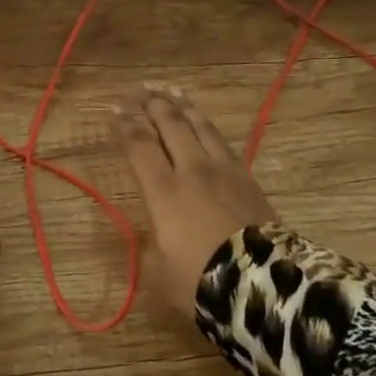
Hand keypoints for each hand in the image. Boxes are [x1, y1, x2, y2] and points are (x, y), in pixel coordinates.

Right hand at [111, 84, 278, 316]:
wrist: (262, 285)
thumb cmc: (201, 281)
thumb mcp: (158, 272)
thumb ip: (150, 245)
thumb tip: (155, 232)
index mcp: (164, 191)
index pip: (140, 146)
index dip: (124, 125)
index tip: (114, 108)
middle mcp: (192, 170)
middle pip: (171, 126)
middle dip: (153, 104)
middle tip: (140, 90)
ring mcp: (224, 170)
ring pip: (200, 126)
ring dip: (183, 106)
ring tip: (171, 90)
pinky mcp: (247, 178)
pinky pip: (222, 141)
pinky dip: (207, 125)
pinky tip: (204, 123)